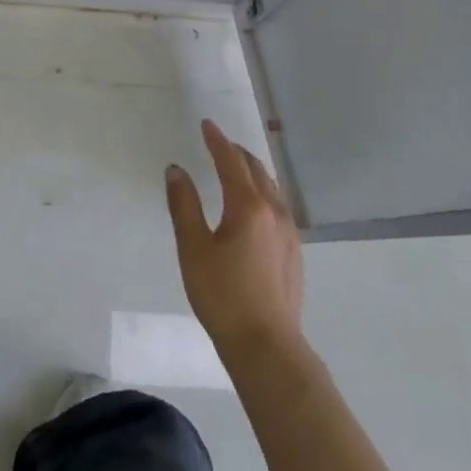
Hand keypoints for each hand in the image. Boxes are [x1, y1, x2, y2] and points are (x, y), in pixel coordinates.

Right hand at [165, 120, 304, 353]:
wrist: (266, 346)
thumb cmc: (222, 295)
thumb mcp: (193, 248)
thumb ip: (184, 205)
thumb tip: (176, 170)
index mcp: (248, 206)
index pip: (231, 162)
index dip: (217, 141)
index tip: (207, 124)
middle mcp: (274, 212)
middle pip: (256, 170)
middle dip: (236, 152)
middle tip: (219, 143)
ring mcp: (289, 233)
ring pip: (271, 188)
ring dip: (252, 171)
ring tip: (236, 167)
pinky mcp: (294, 252)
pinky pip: (278, 206)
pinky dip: (263, 192)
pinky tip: (255, 206)